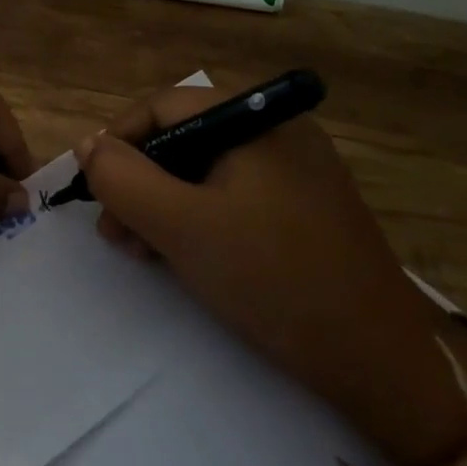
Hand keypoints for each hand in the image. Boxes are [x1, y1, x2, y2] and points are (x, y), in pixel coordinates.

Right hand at [75, 85, 466, 465]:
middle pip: (183, 139)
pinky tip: (181, 257)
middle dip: (138, 182)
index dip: (118, 141)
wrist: (378, 359)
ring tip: (141, 251)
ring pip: (204, 173)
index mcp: (257, 120)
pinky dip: (197, 220)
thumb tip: (88, 145)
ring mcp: (294, 174)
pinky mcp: (302, 211)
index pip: (164, 106)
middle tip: (115, 230)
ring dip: (161, 205)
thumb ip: (123, 178)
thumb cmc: (272, 277)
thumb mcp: (180, 225)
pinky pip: (232, 199)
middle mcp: (278, 134)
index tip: (92, 188)